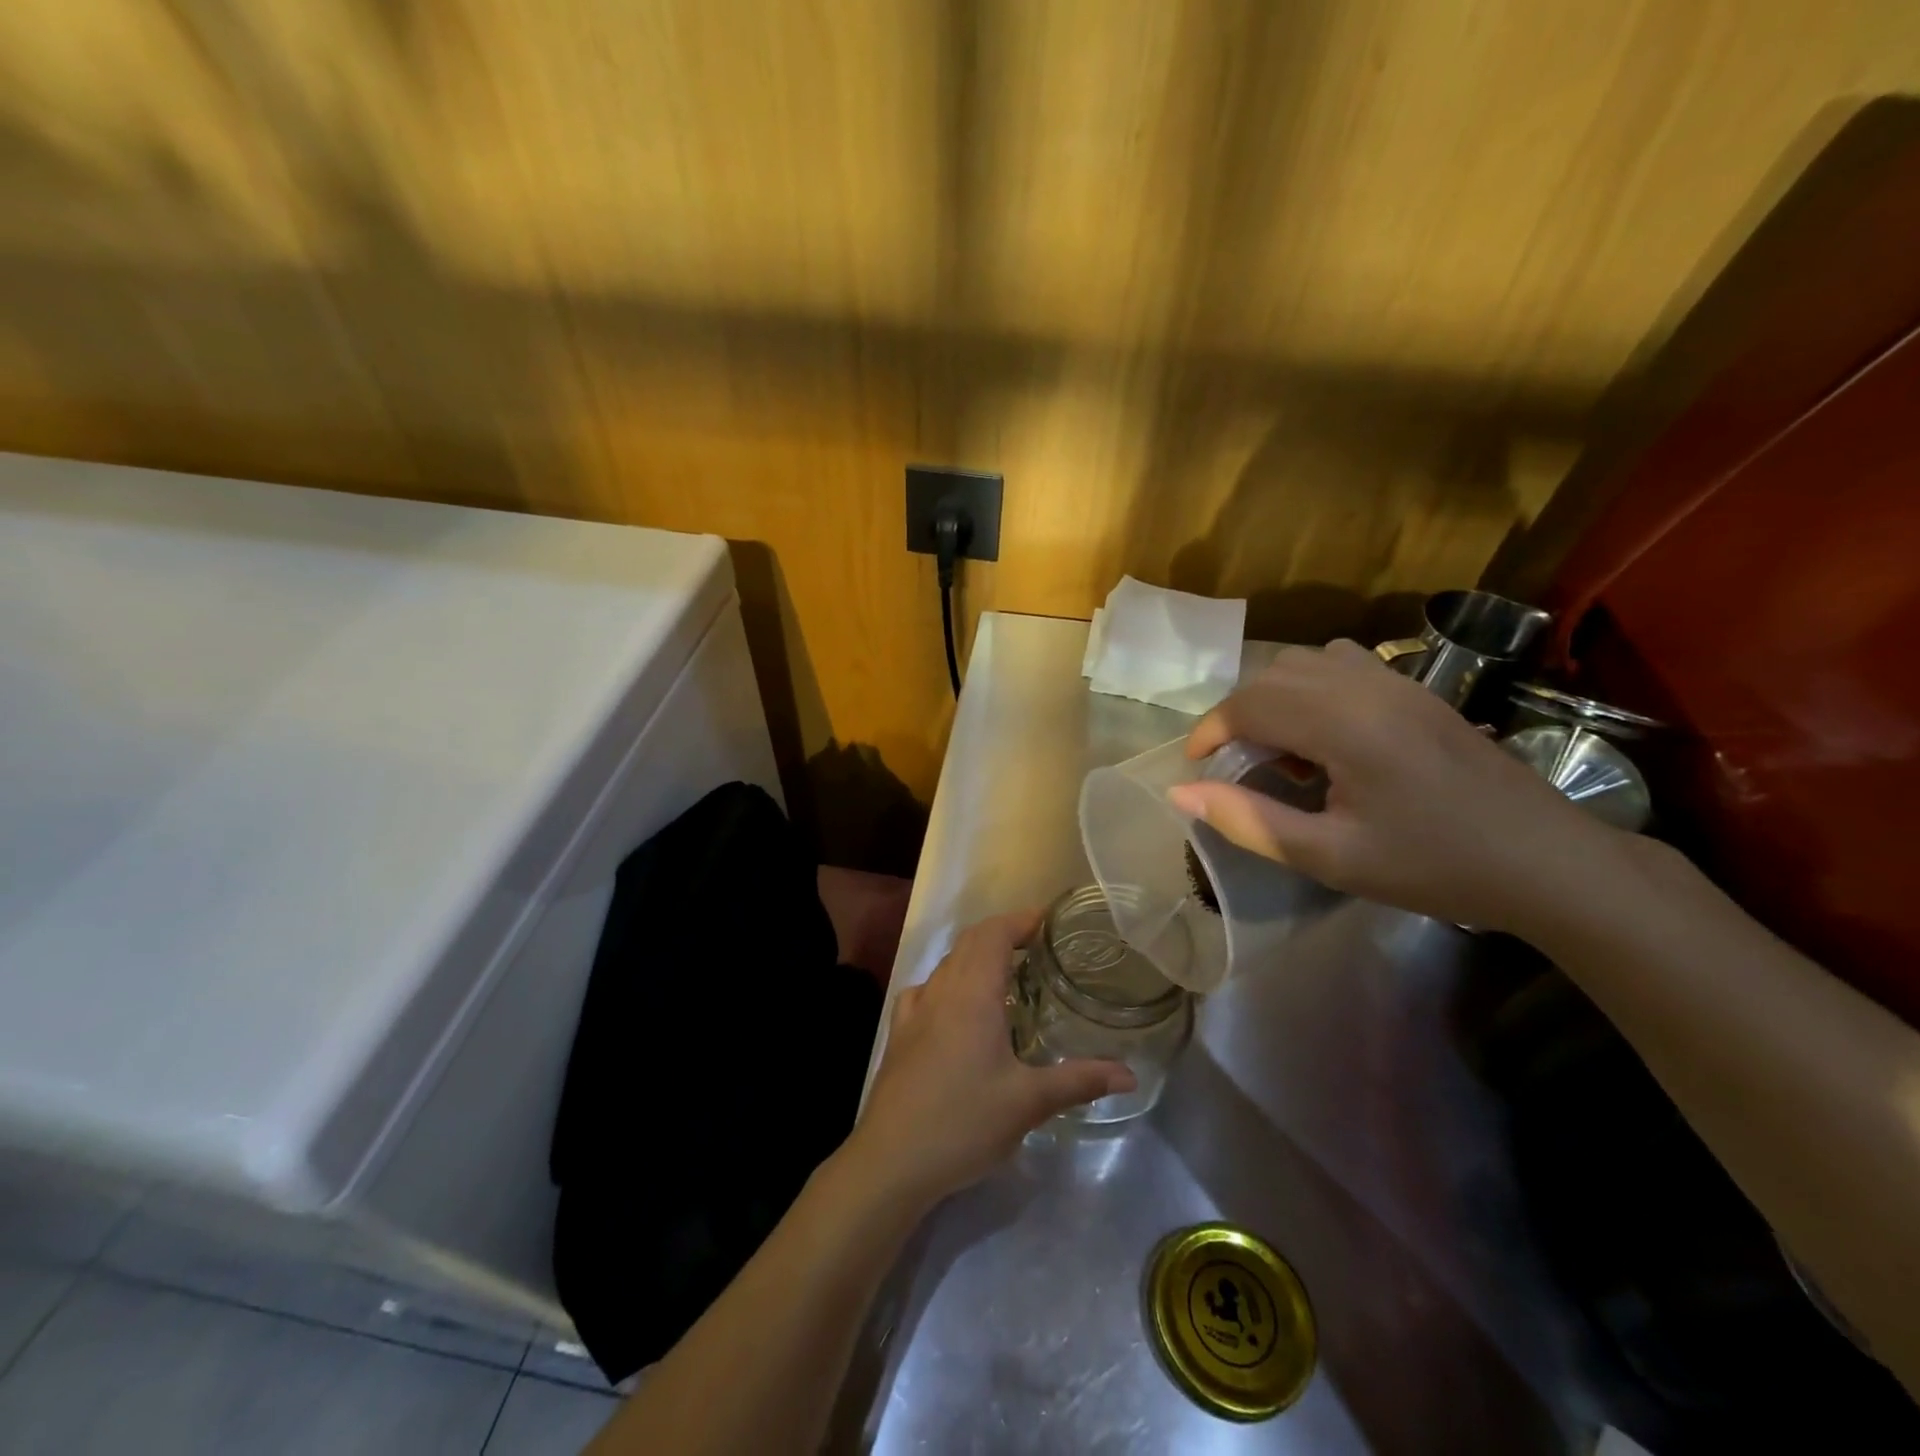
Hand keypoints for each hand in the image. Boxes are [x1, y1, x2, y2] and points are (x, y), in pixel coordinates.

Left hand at [845, 910, 1134, 1210]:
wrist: (891, 1160)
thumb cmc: (964, 1123)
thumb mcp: (1028, 1103)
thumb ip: (1079, 1082)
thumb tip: (1129, 1074)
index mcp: (973, 995)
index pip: (994, 934)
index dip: (1020, 920)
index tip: (1048, 921)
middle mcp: (942, 991)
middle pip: (970, 941)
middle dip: (1002, 932)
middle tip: (1036, 944)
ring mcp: (915, 1011)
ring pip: (947, 964)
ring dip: (975, 955)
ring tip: (1004, 973)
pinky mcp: (899, 1034)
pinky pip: (924, 990)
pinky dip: (947, 982)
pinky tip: (954, 1006)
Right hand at [1168, 640, 1624, 936]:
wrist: (1546, 862)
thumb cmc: (1434, 866)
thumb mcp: (1330, 857)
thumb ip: (1249, 820)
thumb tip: (1180, 793)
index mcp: (1344, 725)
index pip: (1249, 704)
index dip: (1209, 731)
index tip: (1196, 768)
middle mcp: (1367, 687)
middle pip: (1272, 675)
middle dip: (1236, 715)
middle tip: (1234, 766)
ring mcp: (1397, 682)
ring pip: (1306, 662)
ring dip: (1273, 695)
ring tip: (1277, 748)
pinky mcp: (1418, 690)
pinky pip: (1342, 664)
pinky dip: (1311, 687)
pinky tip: (1323, 733)